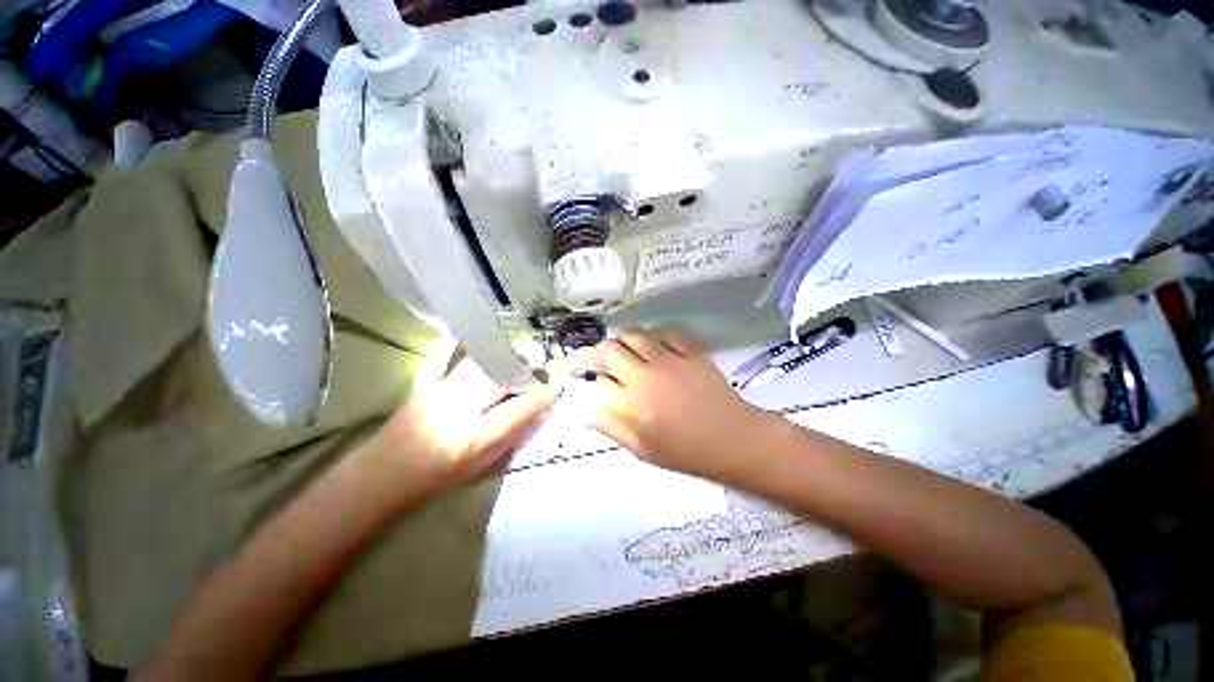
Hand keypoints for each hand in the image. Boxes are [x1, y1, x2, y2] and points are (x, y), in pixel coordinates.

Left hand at [369, 338, 557, 489]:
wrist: (386, 475)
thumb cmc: (440, 476)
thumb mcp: (483, 464)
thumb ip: (511, 434)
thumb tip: (537, 408)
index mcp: (472, 438)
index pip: (516, 411)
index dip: (541, 396)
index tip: (558, 385)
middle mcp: (455, 412)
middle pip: (499, 381)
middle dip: (526, 372)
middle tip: (542, 368)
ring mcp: (436, 394)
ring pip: (478, 366)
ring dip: (503, 358)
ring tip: (520, 355)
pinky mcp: (421, 384)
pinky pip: (440, 357)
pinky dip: (454, 342)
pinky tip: (469, 331)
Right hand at [580, 327, 775, 479]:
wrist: (733, 440)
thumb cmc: (685, 451)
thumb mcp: (642, 449)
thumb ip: (610, 426)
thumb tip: (582, 411)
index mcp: (631, 405)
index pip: (598, 383)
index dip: (597, 384)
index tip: (605, 388)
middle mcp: (644, 376)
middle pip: (610, 349)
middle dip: (605, 354)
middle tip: (613, 364)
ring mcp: (669, 360)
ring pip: (634, 334)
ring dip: (628, 342)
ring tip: (634, 353)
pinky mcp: (690, 351)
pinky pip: (666, 332)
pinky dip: (658, 339)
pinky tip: (661, 351)